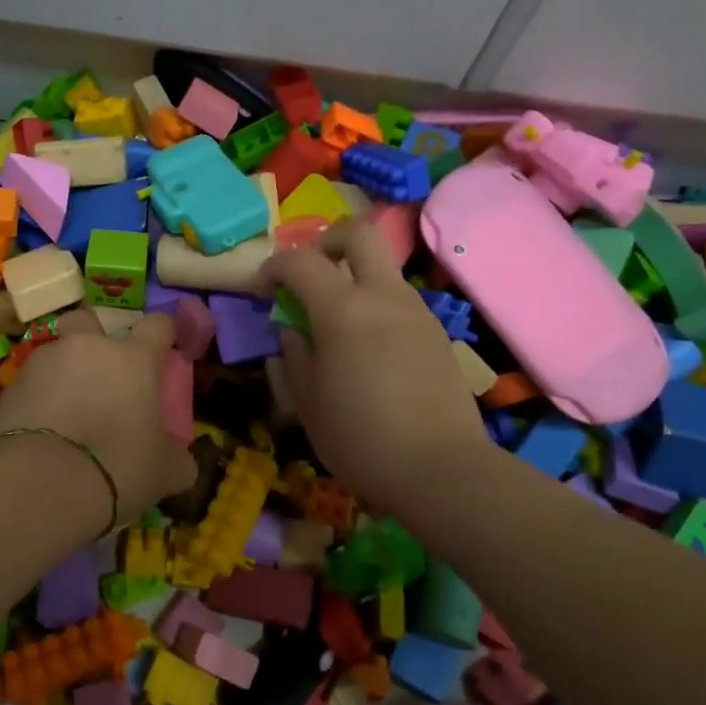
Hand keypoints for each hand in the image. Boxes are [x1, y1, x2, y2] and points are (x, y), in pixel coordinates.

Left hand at [0, 309, 196, 523]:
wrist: (44, 482)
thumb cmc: (118, 466)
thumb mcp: (164, 472)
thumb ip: (177, 460)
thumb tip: (184, 465)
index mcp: (133, 359)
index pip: (157, 325)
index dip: (163, 333)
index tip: (164, 349)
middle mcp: (89, 348)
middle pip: (89, 319)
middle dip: (93, 337)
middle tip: (100, 371)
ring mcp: (45, 361)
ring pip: (56, 352)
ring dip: (63, 372)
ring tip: (66, 410)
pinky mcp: (13, 385)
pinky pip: (31, 382)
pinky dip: (38, 397)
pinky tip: (41, 429)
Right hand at [261, 223, 491, 509]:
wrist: (443, 470)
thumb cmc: (361, 438)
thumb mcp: (308, 401)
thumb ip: (296, 355)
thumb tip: (295, 331)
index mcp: (343, 309)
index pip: (301, 261)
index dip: (274, 267)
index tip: (262, 291)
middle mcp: (384, 296)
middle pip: (359, 234)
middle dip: (327, 242)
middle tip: (309, 274)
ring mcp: (417, 312)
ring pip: (382, 269)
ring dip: (354, 278)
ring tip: (336, 324)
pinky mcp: (437, 334)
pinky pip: (399, 301)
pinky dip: (375, 306)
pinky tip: (368, 350)